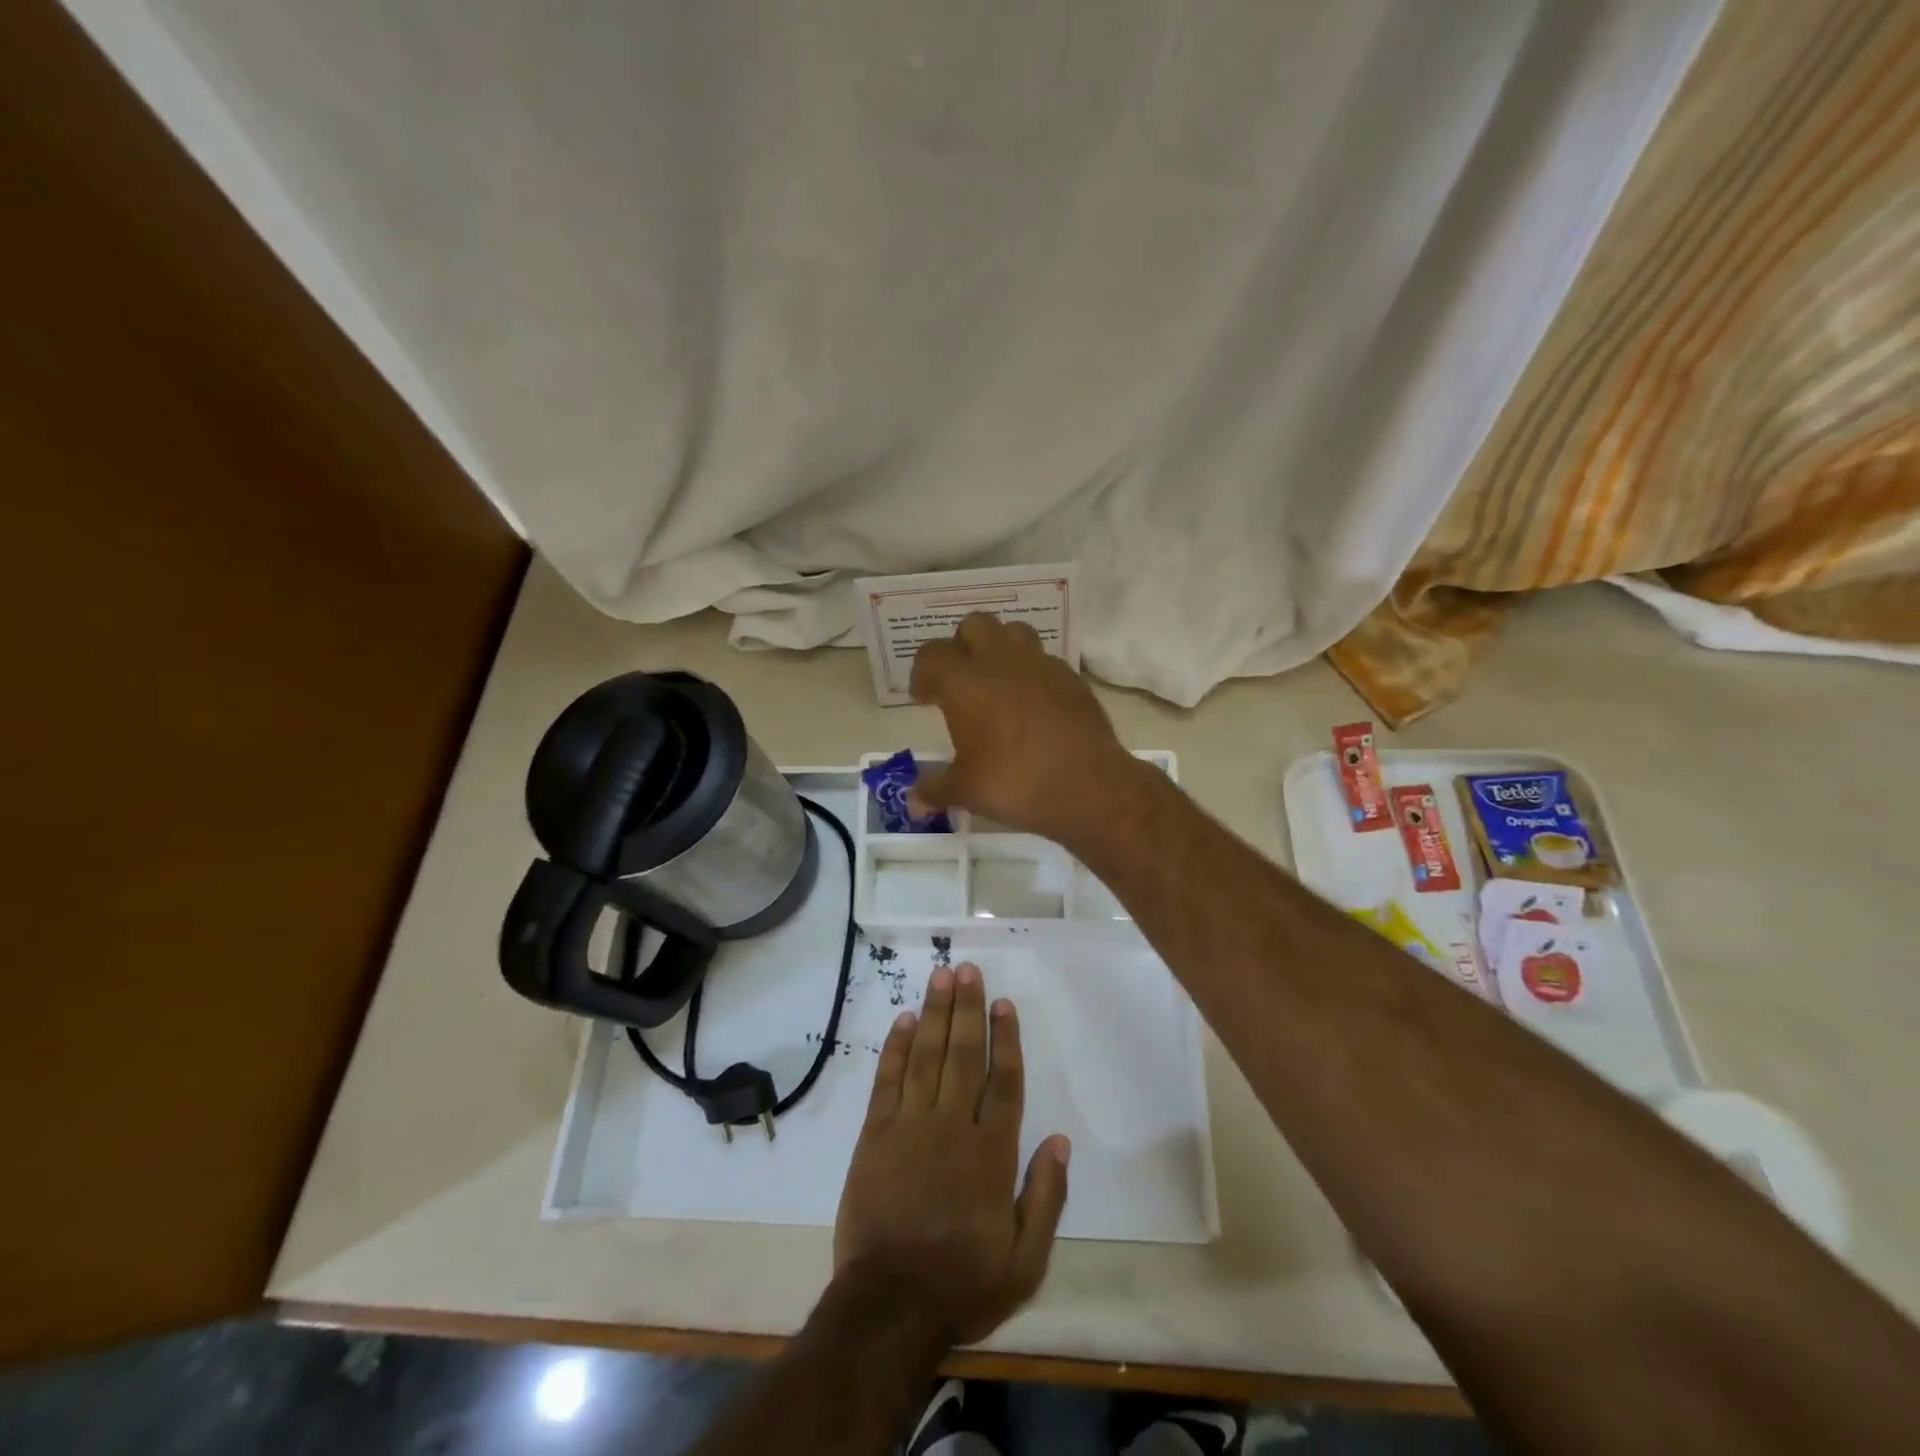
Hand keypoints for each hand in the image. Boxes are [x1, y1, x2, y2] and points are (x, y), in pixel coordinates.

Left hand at [833, 963, 1070, 1344]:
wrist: (890, 1306)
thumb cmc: (963, 1282)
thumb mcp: (1026, 1260)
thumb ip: (1046, 1197)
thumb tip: (1060, 1140)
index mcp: (991, 1153)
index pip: (1002, 1081)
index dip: (1005, 1039)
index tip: (1002, 1004)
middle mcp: (952, 1126)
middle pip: (963, 1055)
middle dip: (967, 1009)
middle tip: (967, 970)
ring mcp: (910, 1126)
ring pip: (926, 1056)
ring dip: (934, 1013)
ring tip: (940, 977)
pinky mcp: (875, 1135)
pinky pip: (888, 1080)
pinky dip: (895, 1048)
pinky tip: (903, 1020)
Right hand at [908, 612, 1134, 845]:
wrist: (1087, 785)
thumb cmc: (1015, 782)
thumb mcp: (966, 790)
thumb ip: (936, 788)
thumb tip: (913, 802)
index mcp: (965, 681)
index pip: (931, 656)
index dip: (922, 673)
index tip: (925, 698)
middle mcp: (1000, 661)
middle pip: (974, 625)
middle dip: (962, 646)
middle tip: (961, 682)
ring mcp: (1040, 664)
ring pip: (1014, 632)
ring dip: (1000, 649)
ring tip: (998, 683)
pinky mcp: (1071, 677)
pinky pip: (1044, 660)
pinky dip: (1032, 673)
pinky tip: (1034, 704)